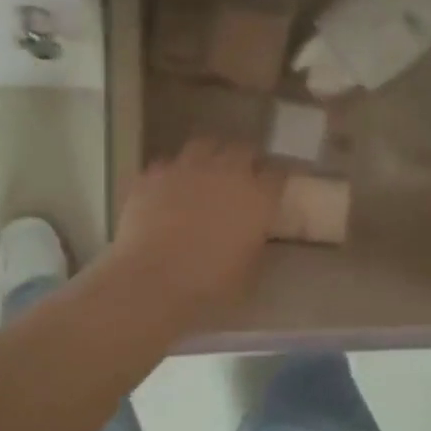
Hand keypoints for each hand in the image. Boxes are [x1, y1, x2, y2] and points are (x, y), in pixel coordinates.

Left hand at [106, 140, 283, 315]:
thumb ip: (255, 242)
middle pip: (242, 150)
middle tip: (240, 176)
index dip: (275, 179)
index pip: (277, 174)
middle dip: (244, 159)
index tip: (271, 188)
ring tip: (203, 172)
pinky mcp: (154, 174)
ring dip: (208, 156)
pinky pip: (167, 164)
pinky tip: (166, 189)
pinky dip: (171, 174)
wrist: (153, 279)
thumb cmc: (209, 284)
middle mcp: (226, 171)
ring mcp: (187, 167)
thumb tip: (252, 233)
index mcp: (257, 196)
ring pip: (204, 145)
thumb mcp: (249, 271)